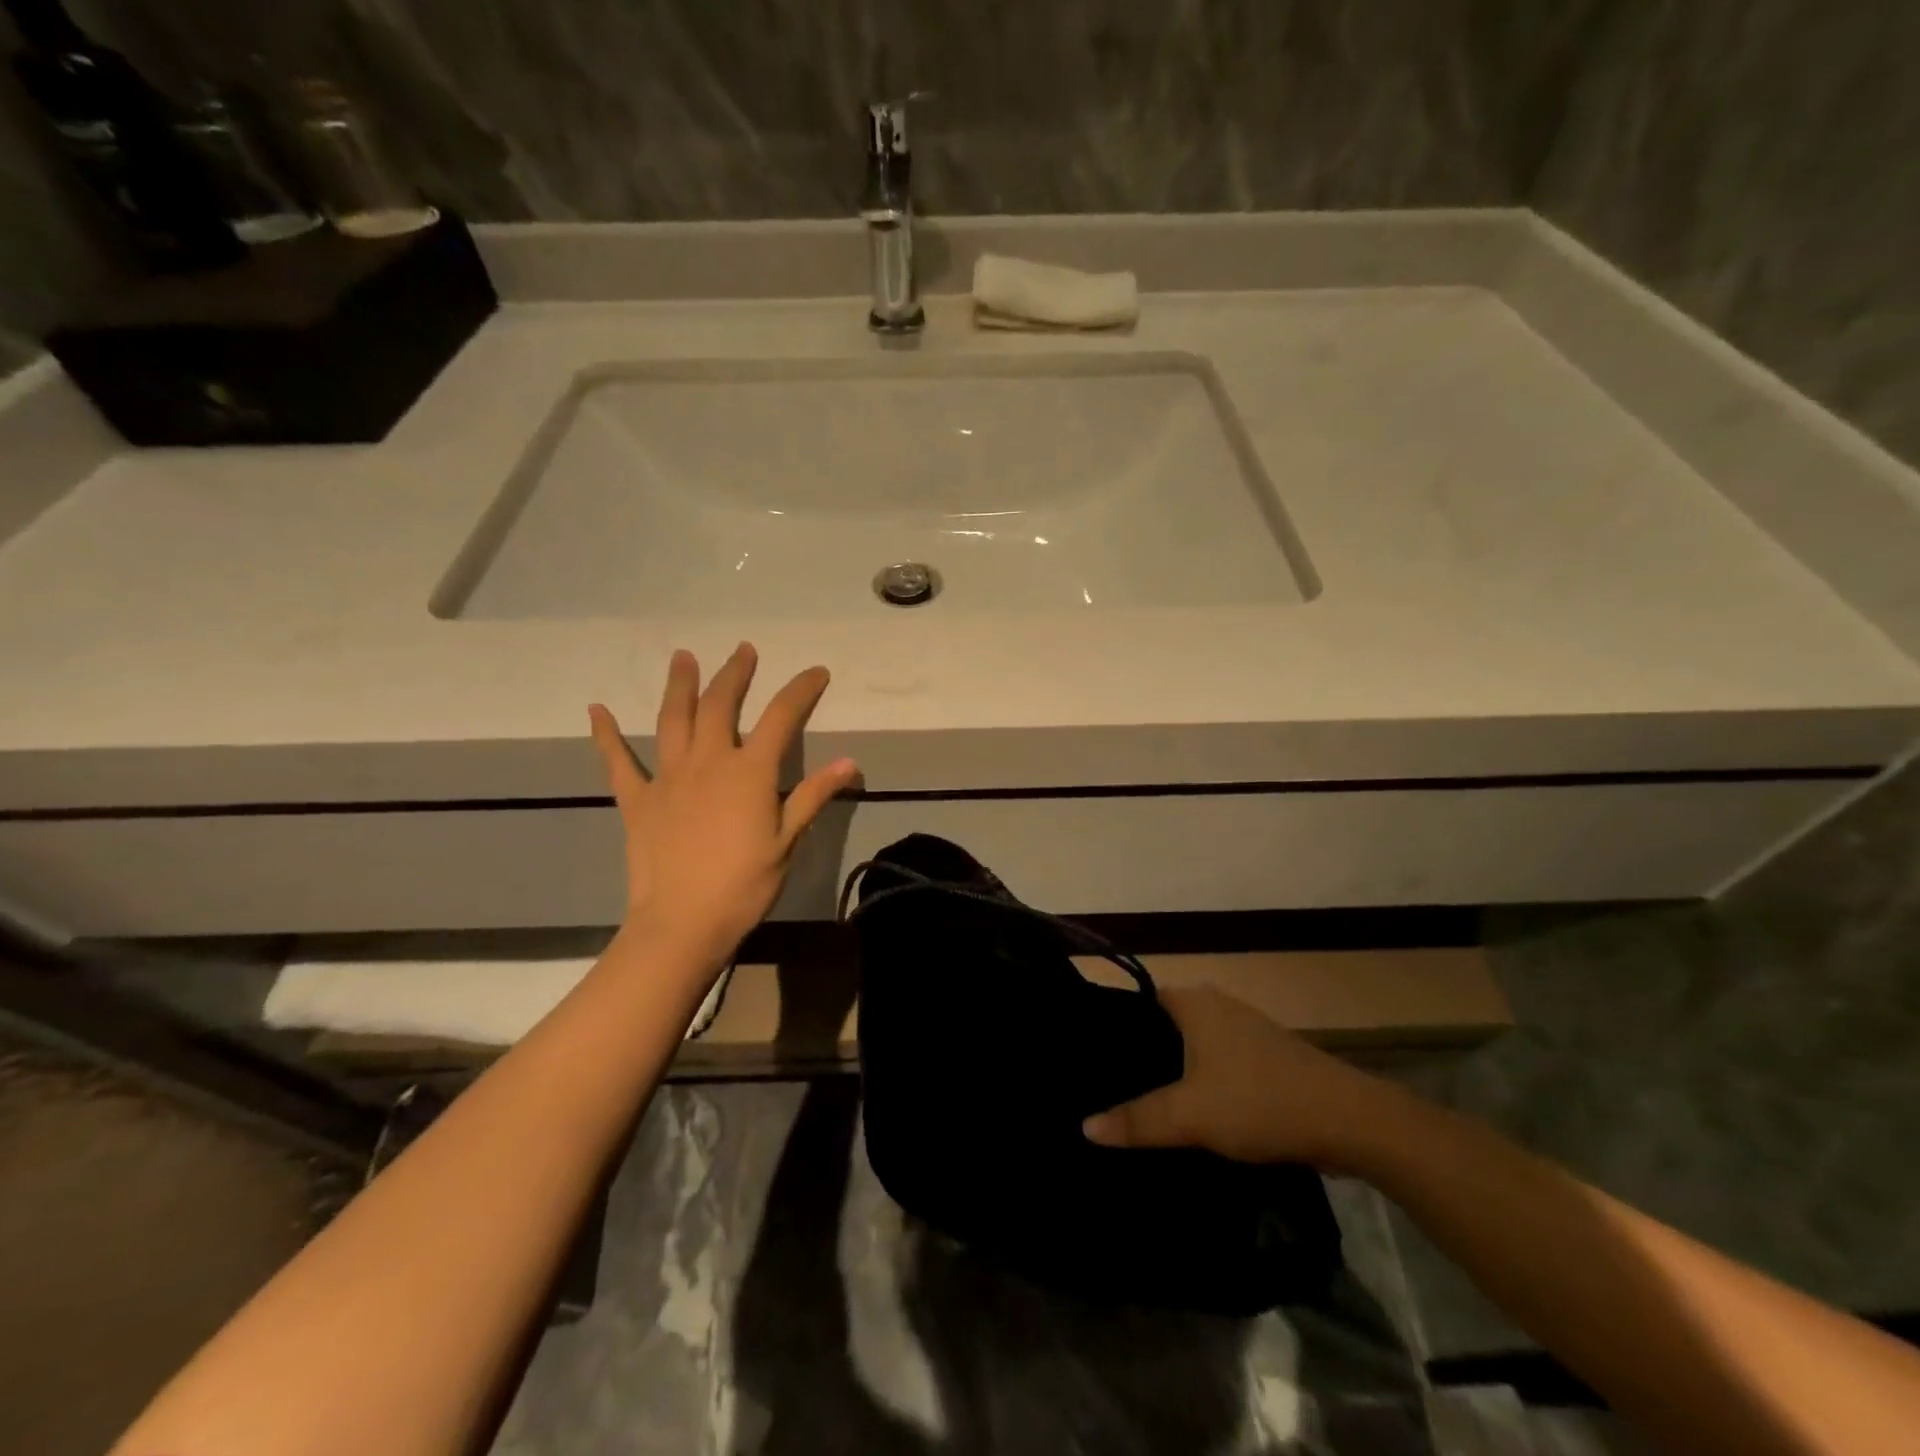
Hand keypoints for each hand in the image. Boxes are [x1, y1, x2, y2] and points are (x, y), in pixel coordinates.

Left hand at [588, 643, 857, 967]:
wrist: (682, 923)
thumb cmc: (744, 885)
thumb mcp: (787, 841)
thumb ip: (814, 796)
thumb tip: (849, 762)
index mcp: (750, 772)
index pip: (781, 717)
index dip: (801, 690)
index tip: (817, 671)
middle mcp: (708, 762)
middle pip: (721, 705)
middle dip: (735, 674)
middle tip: (743, 651)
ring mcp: (668, 777)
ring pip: (673, 719)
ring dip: (680, 685)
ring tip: (683, 657)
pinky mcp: (638, 800)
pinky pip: (619, 761)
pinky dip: (607, 735)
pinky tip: (597, 710)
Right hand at [1082, 987, 1399, 1170]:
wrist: (1349, 1120)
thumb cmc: (1259, 1102)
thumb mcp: (1190, 1115)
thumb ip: (1136, 1120)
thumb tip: (1084, 1126)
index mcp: (1193, 1002)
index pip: (1137, 1002)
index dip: (1114, 1027)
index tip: (1091, 1058)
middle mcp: (1216, 1004)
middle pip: (1162, 1024)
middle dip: (1139, 1053)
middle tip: (1106, 1085)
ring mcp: (1244, 1028)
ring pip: (1191, 1044)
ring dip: (1171, 1069)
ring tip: (1138, 1101)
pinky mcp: (1265, 1056)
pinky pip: (1215, 1060)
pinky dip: (1199, 1078)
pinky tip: (1189, 1110)